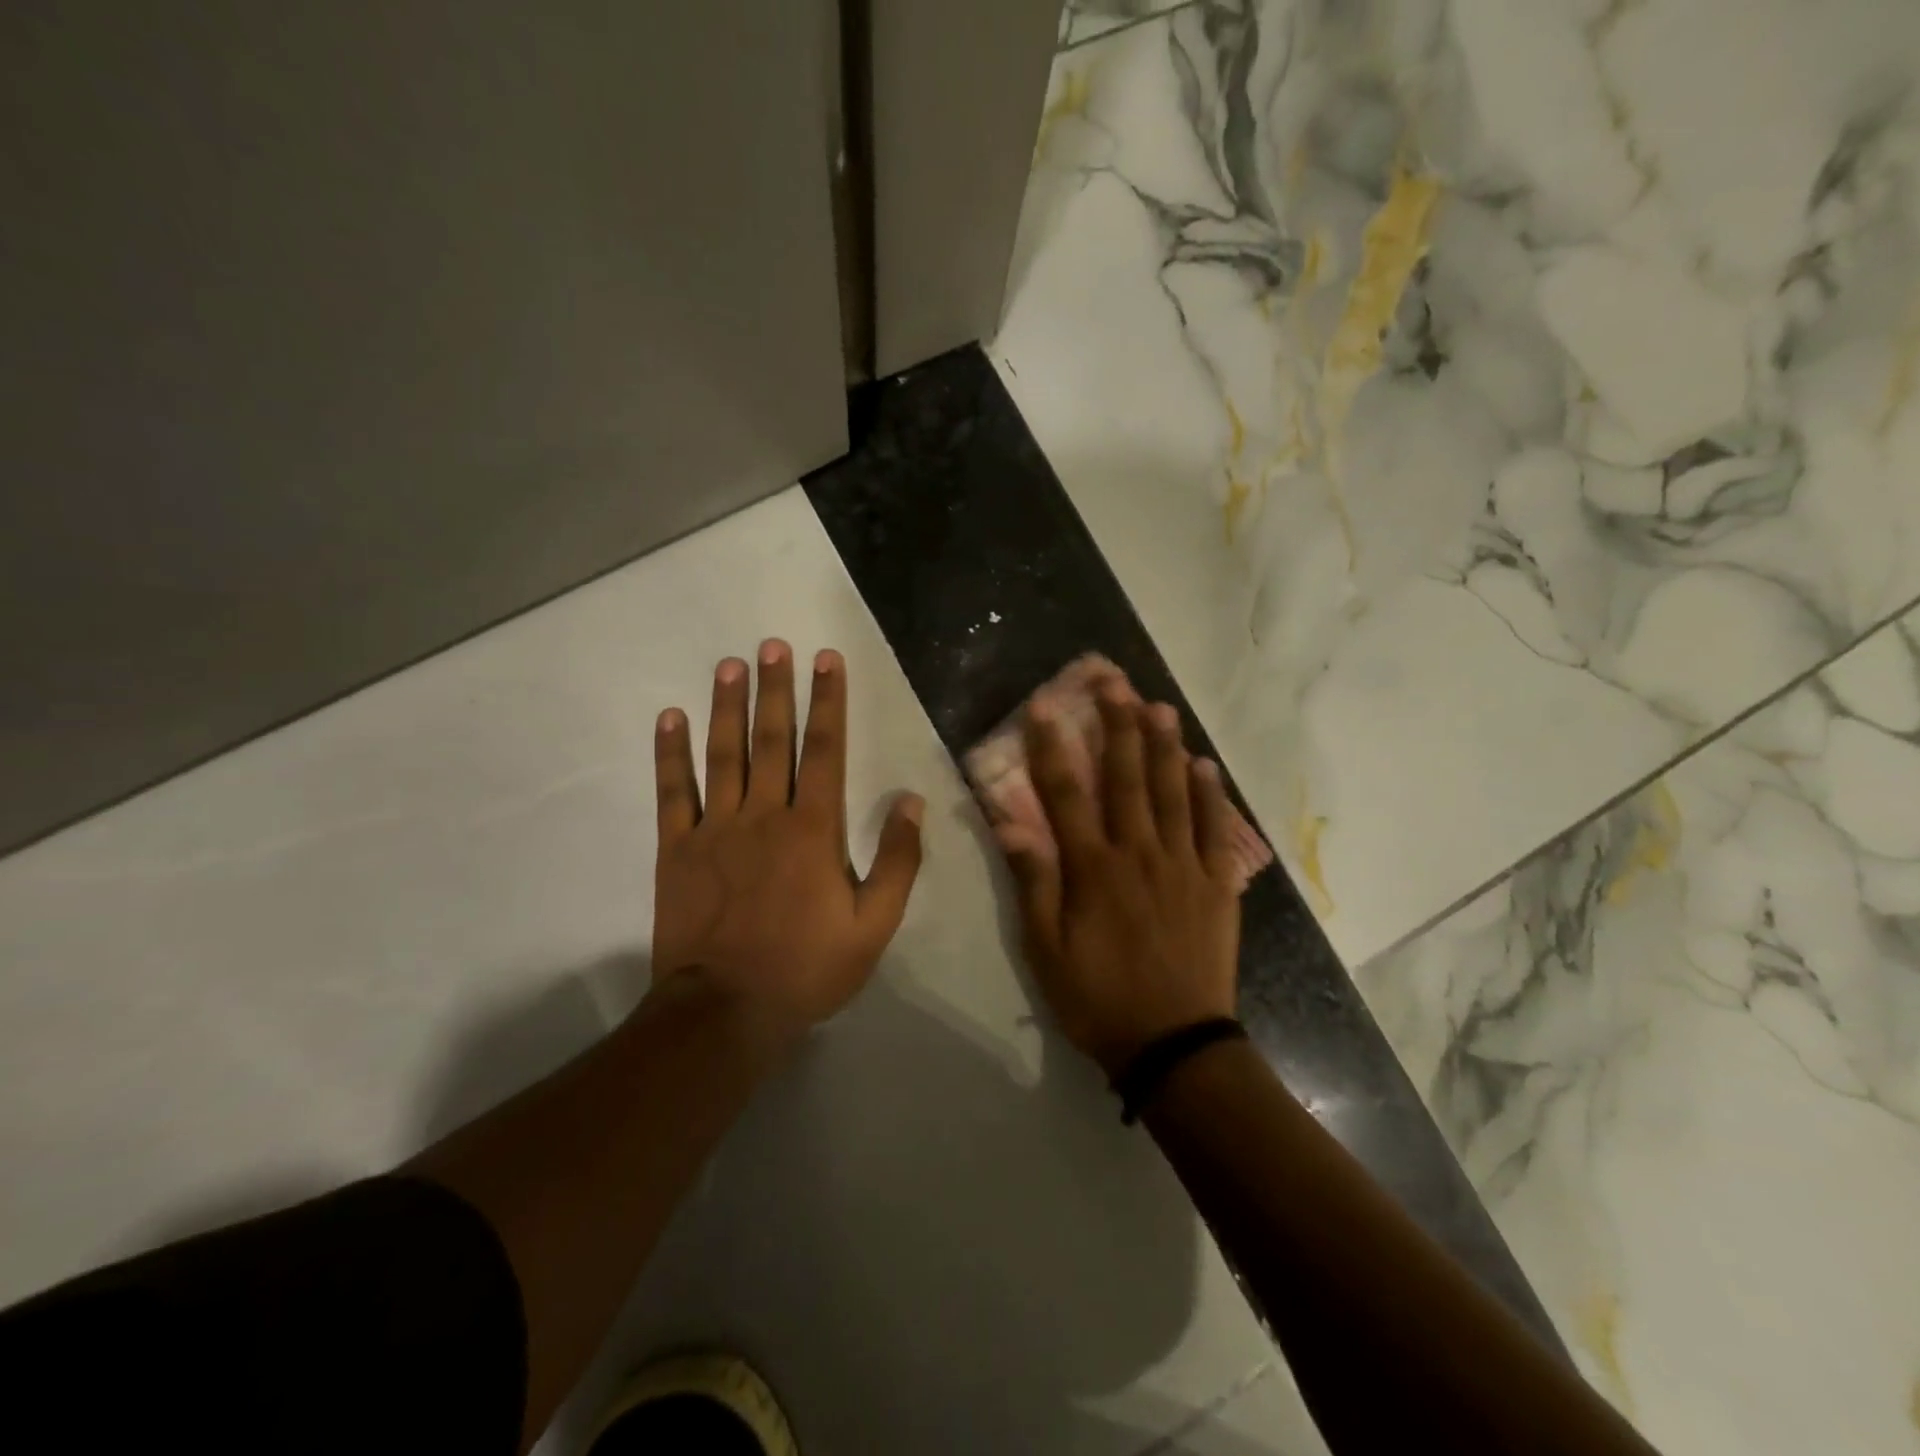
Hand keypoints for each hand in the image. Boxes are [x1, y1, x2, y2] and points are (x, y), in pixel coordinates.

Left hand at [650, 641, 924, 1049]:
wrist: (727, 1011)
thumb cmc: (808, 968)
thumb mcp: (875, 924)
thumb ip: (898, 860)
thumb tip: (911, 801)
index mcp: (814, 829)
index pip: (825, 750)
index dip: (828, 702)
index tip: (827, 660)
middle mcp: (765, 814)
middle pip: (772, 739)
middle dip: (776, 689)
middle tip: (772, 645)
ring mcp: (715, 828)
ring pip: (723, 754)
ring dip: (727, 706)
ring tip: (729, 665)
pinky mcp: (677, 849)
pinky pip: (673, 791)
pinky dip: (670, 753)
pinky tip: (670, 718)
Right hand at [997, 681, 1239, 1076]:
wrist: (1174, 1045)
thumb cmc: (1099, 998)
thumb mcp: (1046, 950)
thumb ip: (1033, 883)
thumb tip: (1009, 824)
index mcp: (1094, 869)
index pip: (1067, 793)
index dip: (1052, 746)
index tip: (1044, 705)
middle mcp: (1139, 854)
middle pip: (1127, 777)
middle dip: (1117, 725)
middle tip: (1112, 681)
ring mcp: (1183, 865)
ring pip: (1172, 792)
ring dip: (1164, 745)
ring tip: (1158, 705)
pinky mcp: (1215, 885)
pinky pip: (1214, 830)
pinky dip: (1209, 794)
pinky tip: (1203, 765)